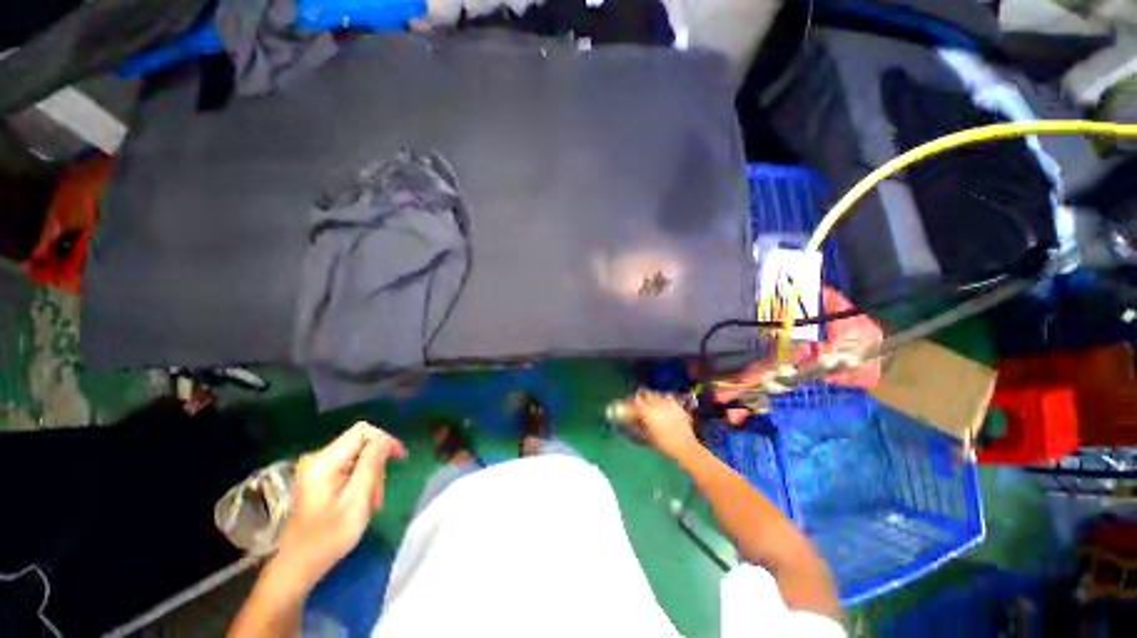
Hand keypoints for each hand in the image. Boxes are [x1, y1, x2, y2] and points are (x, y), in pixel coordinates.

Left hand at [275, 422, 407, 587]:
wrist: (298, 566)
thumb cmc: (328, 536)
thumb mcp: (357, 500)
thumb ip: (372, 464)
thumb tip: (386, 440)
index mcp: (324, 461)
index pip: (362, 431)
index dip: (385, 439)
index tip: (400, 458)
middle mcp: (317, 458)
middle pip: (361, 444)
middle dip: (376, 465)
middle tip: (377, 495)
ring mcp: (316, 469)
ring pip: (358, 457)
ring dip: (370, 476)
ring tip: (370, 503)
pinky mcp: (318, 478)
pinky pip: (349, 467)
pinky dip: (360, 481)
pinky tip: (360, 501)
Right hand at [631, 391, 698, 461]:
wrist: (684, 446)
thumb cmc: (663, 444)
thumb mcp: (648, 436)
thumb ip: (641, 425)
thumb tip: (637, 420)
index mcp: (647, 411)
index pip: (636, 400)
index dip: (633, 402)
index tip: (631, 406)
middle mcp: (656, 403)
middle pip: (646, 394)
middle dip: (643, 398)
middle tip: (641, 404)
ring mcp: (668, 403)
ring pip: (657, 394)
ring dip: (654, 398)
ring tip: (653, 404)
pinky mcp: (677, 405)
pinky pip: (668, 397)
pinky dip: (665, 400)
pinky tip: (665, 406)